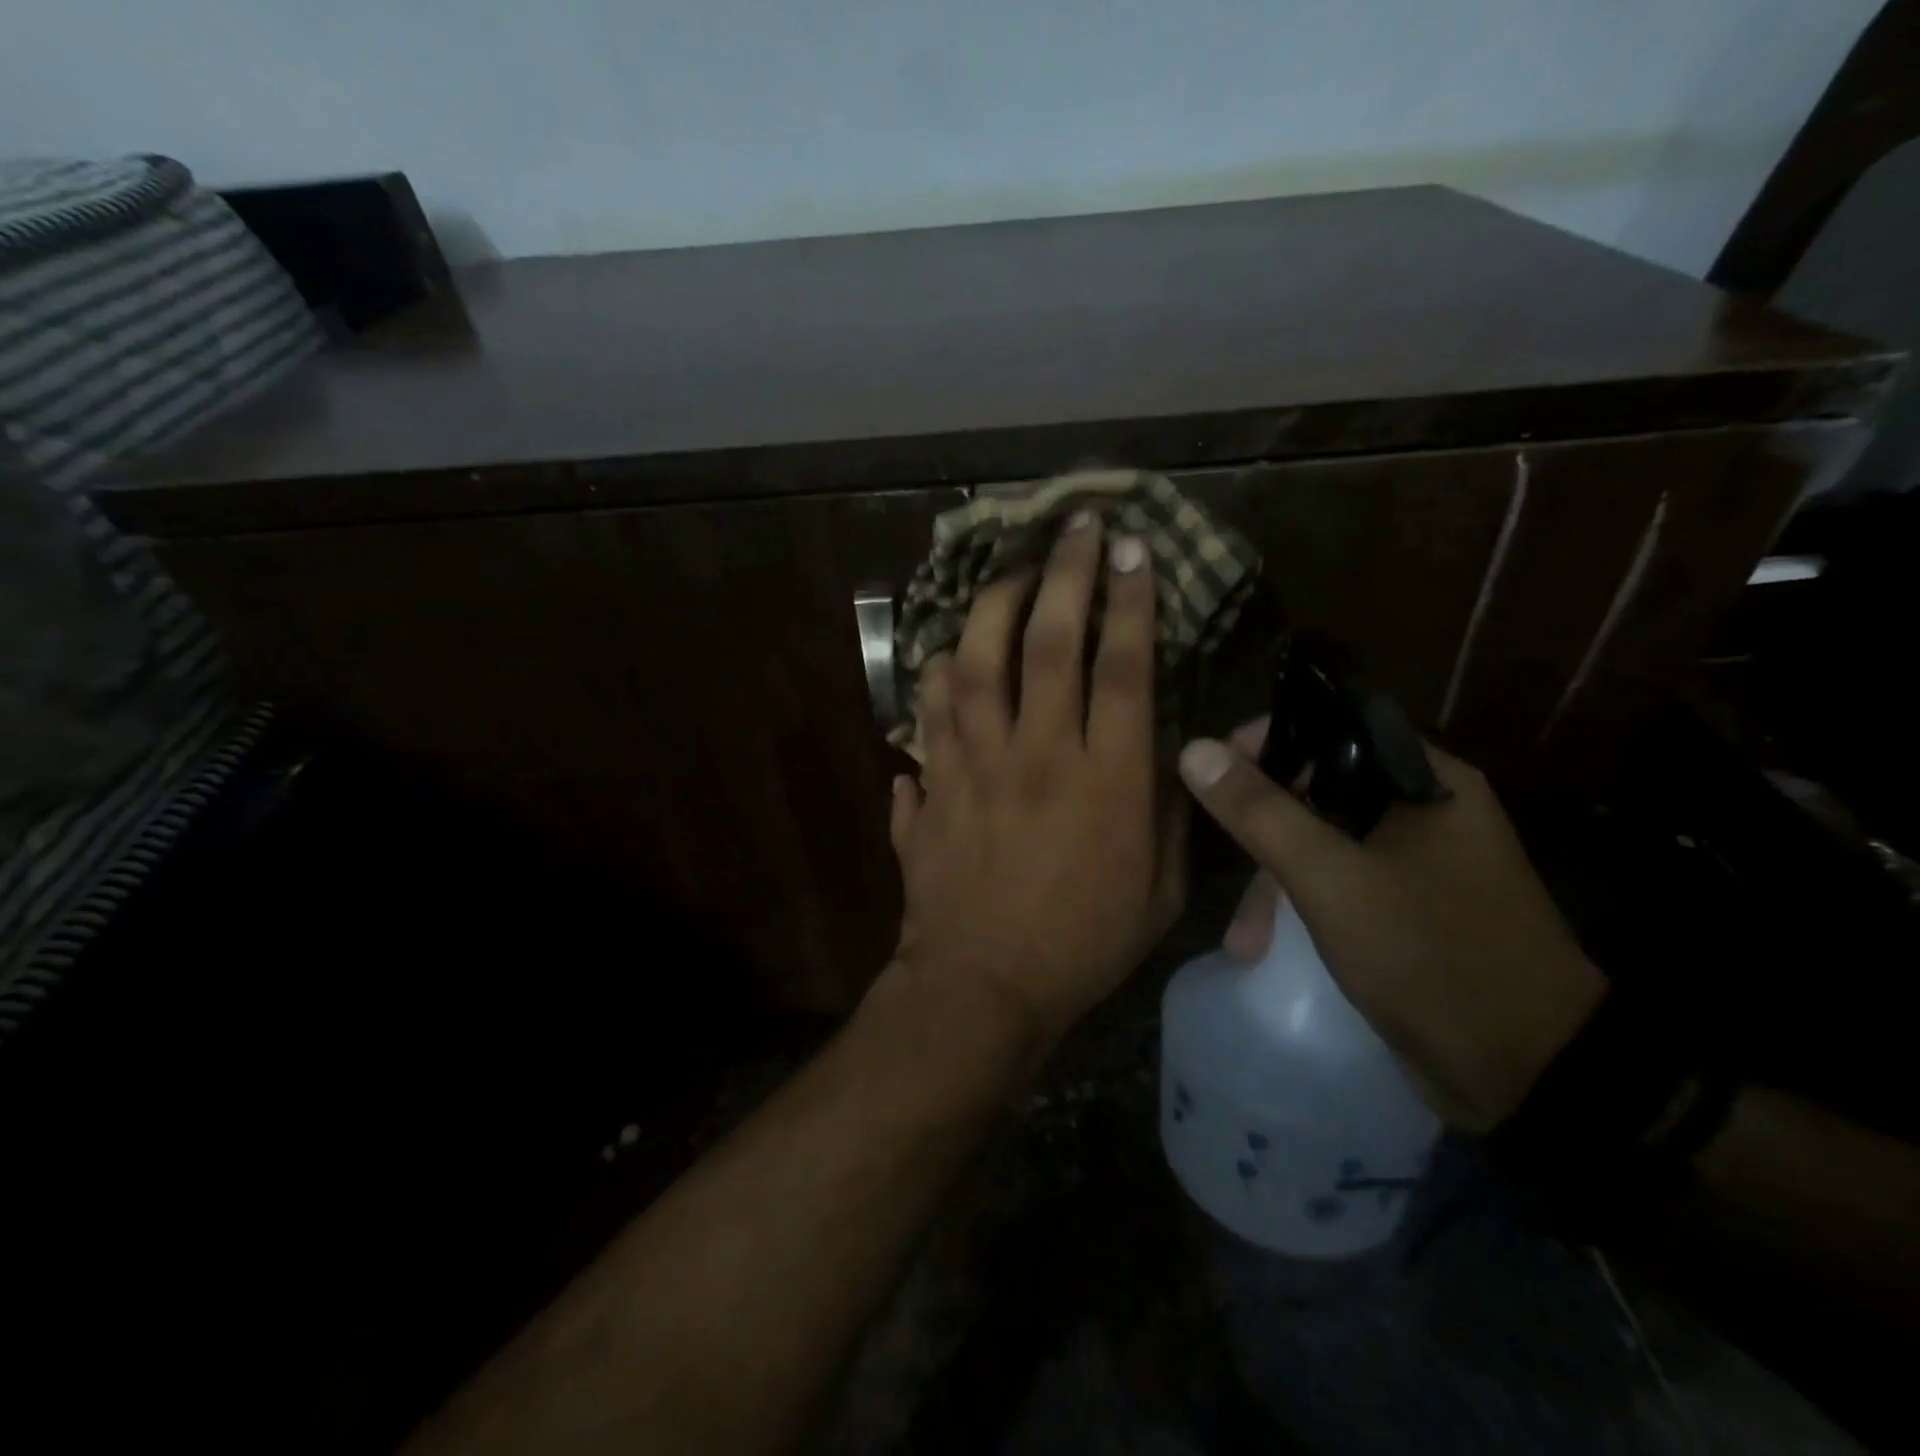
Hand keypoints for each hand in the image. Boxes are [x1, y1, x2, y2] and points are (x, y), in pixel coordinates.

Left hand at [886, 513, 1185, 1057]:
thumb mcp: (1160, 889)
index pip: (1123, 667)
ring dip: (991, 606)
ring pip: (974, 663)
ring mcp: (973, 766)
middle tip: (1075, 526)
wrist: (982, 986)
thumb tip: (1160, 747)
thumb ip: (1166, 809)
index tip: (1134, 548)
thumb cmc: (1083, 944)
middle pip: (1048, 642)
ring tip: (1008, 573)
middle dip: (1066, 573)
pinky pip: (927, 715)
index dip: (1132, 600)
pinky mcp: (932, 786)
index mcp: (1105, 780)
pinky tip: (947, 657)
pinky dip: (936, 680)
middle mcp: (1037, 756)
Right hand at [1178, 723, 1604, 1132]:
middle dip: (1264, 830)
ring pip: (1327, 842)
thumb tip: (1194, 749)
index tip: (1216, 770)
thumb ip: (1259, 811)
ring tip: (1244, 943)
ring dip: (1276, 883)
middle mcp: (1427, 810)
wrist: (1529, 1075)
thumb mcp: (1330, 878)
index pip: (1335, 724)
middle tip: (1224, 862)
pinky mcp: (1412, 909)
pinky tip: (1272, 946)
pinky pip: (1342, 884)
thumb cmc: (1429, 955)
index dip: (1270, 739)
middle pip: (1322, 788)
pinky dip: (1304, 906)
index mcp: (1426, 780)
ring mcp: (1422, 863)